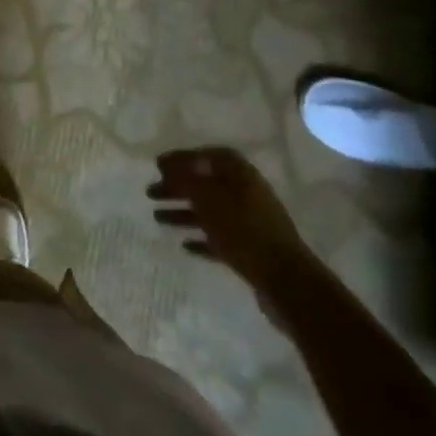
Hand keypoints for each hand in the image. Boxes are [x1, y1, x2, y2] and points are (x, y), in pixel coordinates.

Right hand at [147, 147, 311, 290]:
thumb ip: (184, 178)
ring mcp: (250, 222)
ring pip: (210, 212)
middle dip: (177, 187)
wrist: (285, 279)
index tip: (158, 165)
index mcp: (240, 173)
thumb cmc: (242, 228)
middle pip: (205, 184)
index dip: (182, 158)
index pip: (207, 156)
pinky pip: (220, 238)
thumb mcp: (206, 197)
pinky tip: (184, 245)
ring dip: (183, 213)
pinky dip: (202, 238)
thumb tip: (168, 164)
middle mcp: (247, 193)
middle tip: (150, 192)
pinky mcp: (251, 249)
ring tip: (157, 218)